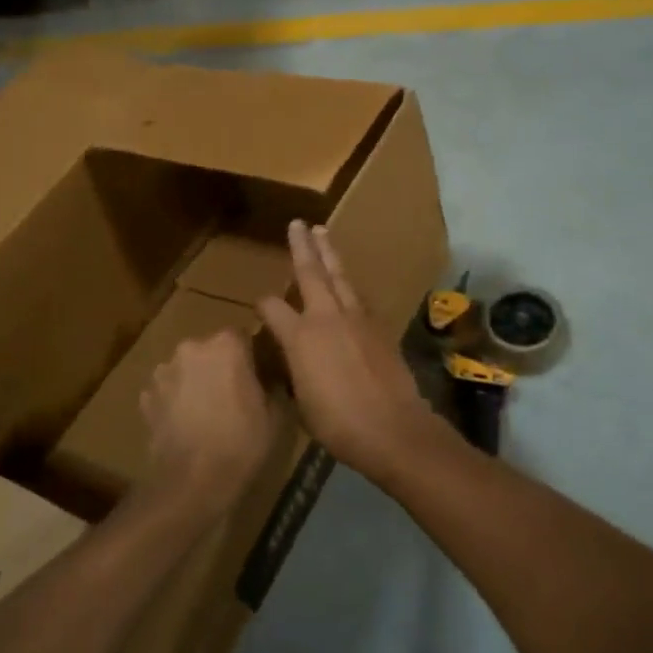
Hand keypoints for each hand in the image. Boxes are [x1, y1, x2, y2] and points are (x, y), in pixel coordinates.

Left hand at [139, 329, 277, 522]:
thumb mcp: (275, 414)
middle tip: (233, 396)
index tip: (258, 377)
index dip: (251, 356)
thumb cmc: (241, 443)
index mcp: (226, 345)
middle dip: (221, 367)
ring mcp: (164, 371)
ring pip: (187, 369)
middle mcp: (191, 348)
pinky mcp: (146, 396)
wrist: (192, 482)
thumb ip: (274, 384)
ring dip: (196, 381)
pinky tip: (185, 425)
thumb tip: (271, 376)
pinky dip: (175, 401)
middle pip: (211, 350)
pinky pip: (167, 390)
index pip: (243, 336)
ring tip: (206, 413)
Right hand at [256, 221, 436, 483]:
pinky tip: (348, 285)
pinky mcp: (380, 327)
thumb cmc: (338, 424)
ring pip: (340, 277)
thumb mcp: (302, 403)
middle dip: (303, 247)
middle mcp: (326, 318)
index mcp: (300, 338)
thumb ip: (295, 374)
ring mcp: (357, 319)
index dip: (263, 305)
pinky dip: (350, 286)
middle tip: (298, 224)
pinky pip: (360, 298)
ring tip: (323, 234)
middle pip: (311, 273)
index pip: (273, 308)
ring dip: (330, 255)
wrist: (392, 428)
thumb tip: (293, 364)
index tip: (260, 305)